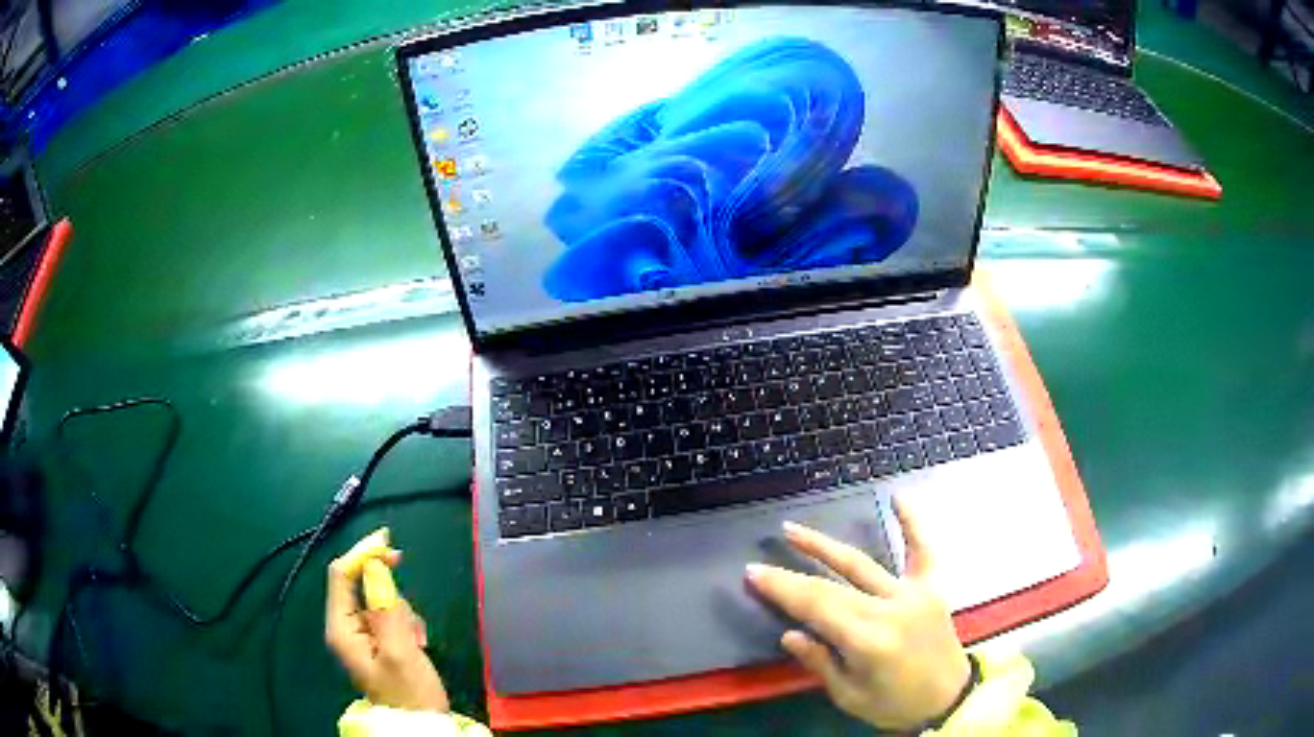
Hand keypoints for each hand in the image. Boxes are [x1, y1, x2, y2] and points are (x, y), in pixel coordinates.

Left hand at [325, 547, 448, 711]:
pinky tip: (417, 642)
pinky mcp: (374, 641)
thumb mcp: (401, 652)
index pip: (341, 575)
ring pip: (378, 599)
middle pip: (360, 585)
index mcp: (341, 628)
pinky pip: (387, 615)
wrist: (418, 725)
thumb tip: (376, 566)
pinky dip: (404, 622)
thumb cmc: (409, 693)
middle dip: (389, 593)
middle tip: (411, 614)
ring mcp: (359, 634)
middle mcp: (344, 626)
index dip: (363, 555)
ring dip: (401, 611)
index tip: (390, 545)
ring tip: (417, 641)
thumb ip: (386, 608)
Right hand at [746, 497, 969, 731]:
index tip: (753, 574)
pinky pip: (922, 550)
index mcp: (869, 641)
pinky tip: (898, 496)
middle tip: (760, 562)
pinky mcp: (932, 588)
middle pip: (832, 587)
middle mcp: (891, 609)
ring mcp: (914, 593)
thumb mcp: (850, 696)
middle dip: (792, 575)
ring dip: (826, 546)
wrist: (948, 698)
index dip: (782, 590)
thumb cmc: (894, 705)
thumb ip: (820, 662)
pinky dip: (912, 523)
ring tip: (794, 529)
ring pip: (863, 564)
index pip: (817, 608)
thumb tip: (789, 632)